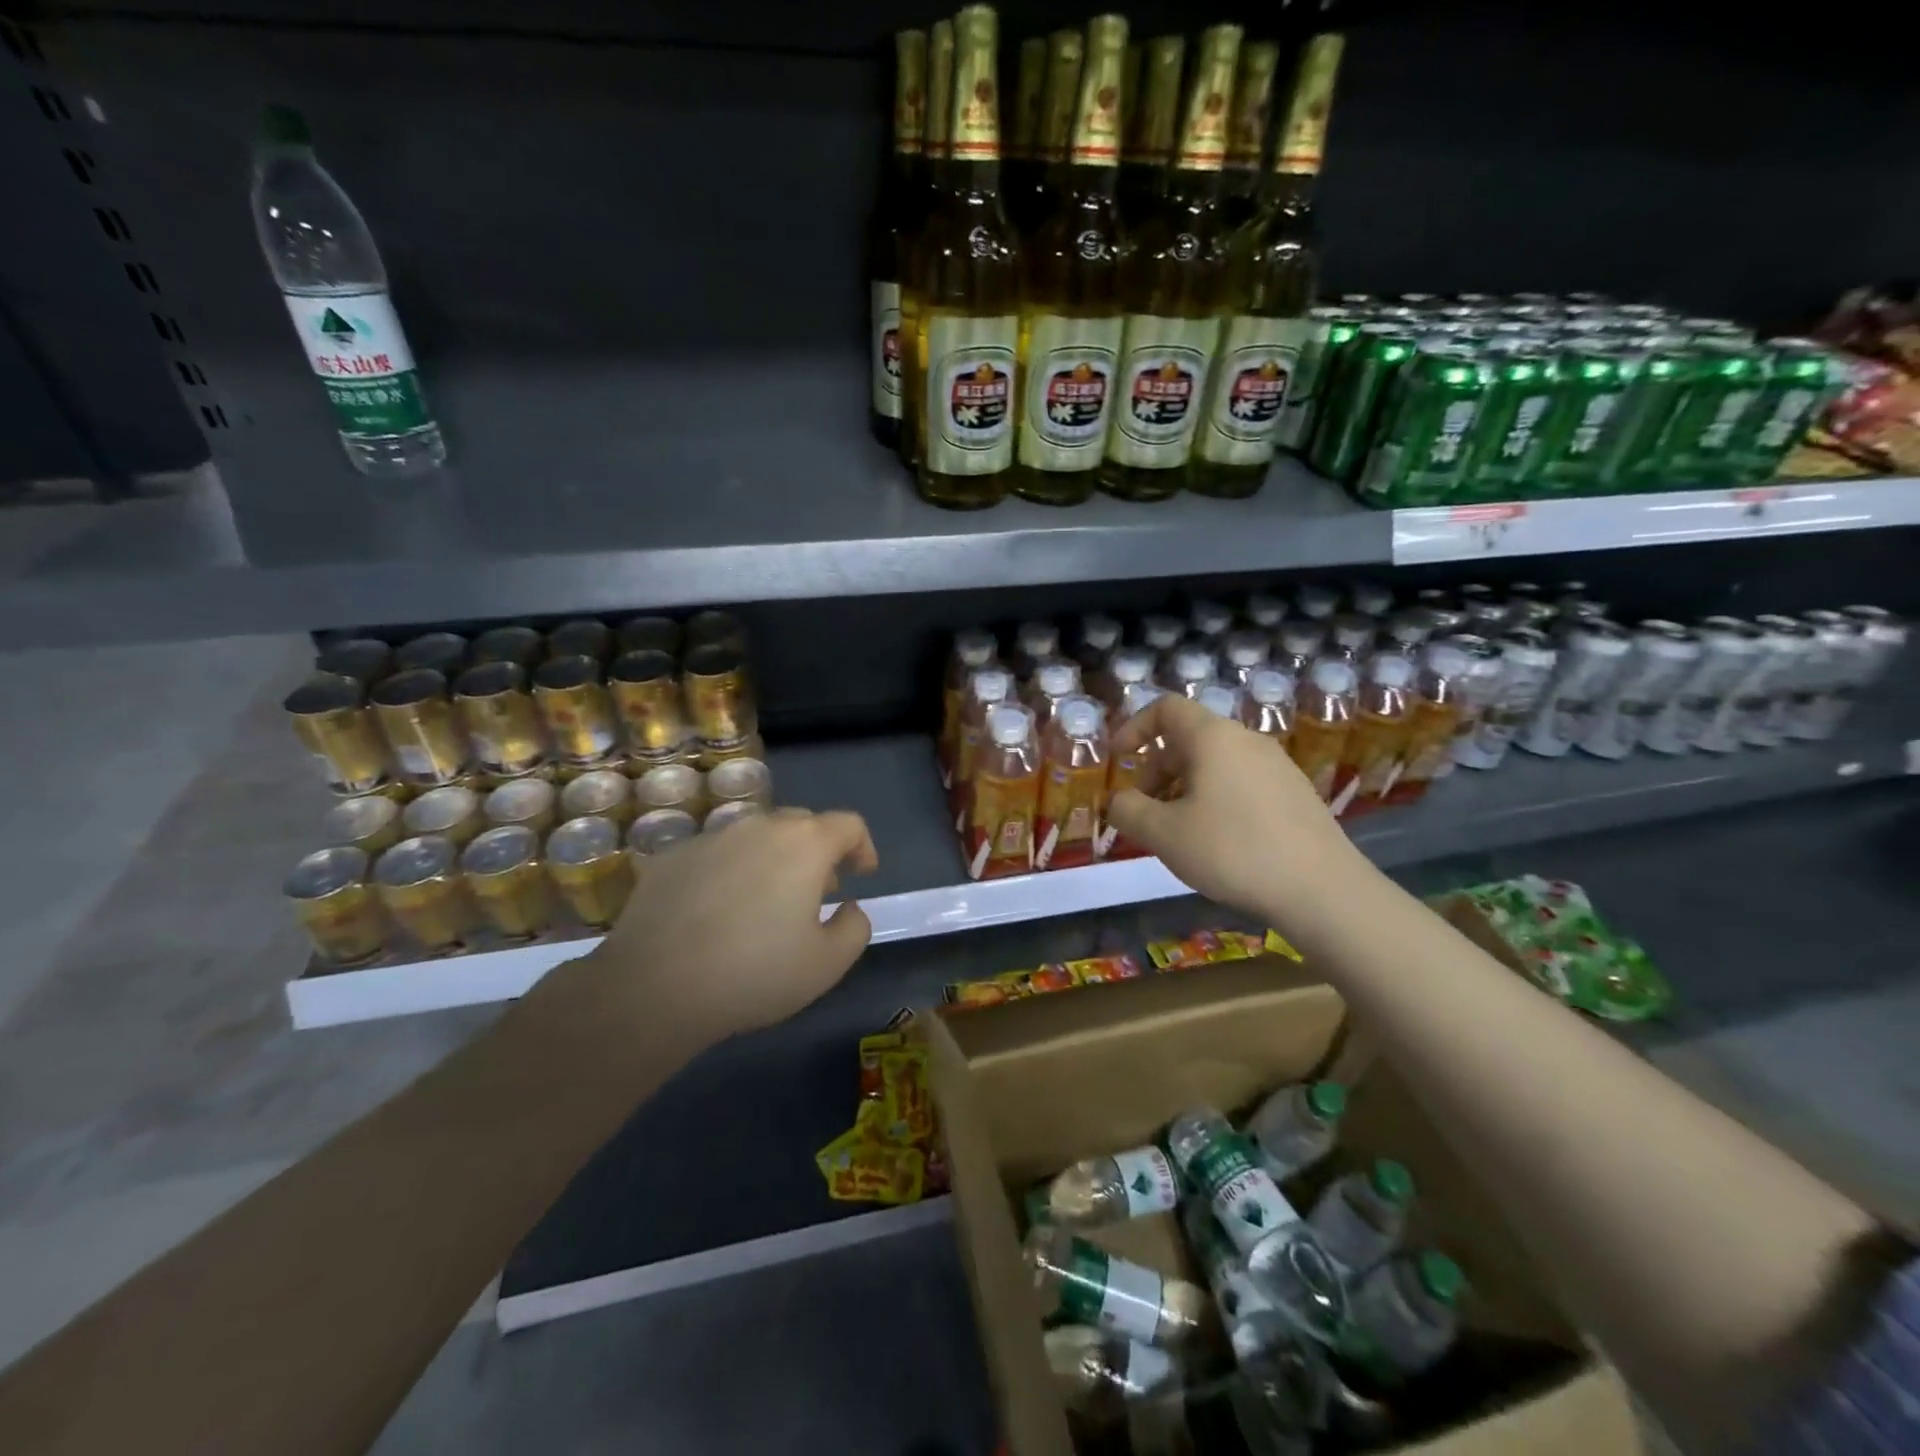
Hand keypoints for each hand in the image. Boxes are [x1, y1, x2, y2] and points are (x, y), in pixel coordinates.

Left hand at [588, 807, 878, 1040]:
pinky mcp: (672, 856)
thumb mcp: (828, 964)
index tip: (862, 874)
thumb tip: (849, 907)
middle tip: (818, 891)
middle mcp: (759, 826)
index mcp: (804, 844)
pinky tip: (717, 911)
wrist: (654, 988)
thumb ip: (855, 927)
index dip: (863, 847)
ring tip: (766, 901)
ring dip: (773, 859)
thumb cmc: (755, 973)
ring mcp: (711, 837)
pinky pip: (716, 854)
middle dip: (818, 852)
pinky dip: (730, 871)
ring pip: (756, 836)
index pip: (848, 825)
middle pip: (802, 824)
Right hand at [1107, 694, 1361, 920]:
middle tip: (1144, 811)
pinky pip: (1241, 783)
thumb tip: (1118, 801)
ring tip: (1178, 832)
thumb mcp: (1163, 834)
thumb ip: (1128, 811)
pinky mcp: (1295, 794)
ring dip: (1185, 788)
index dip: (1135, 728)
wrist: (1322, 889)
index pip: (1166, 709)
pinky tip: (1218, 842)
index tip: (1118, 759)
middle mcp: (1247, 741)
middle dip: (1157, 770)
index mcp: (1213, 738)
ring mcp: (1277, 766)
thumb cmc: (1232, 851)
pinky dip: (1215, 799)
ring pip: (1216, 764)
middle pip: (1189, 739)